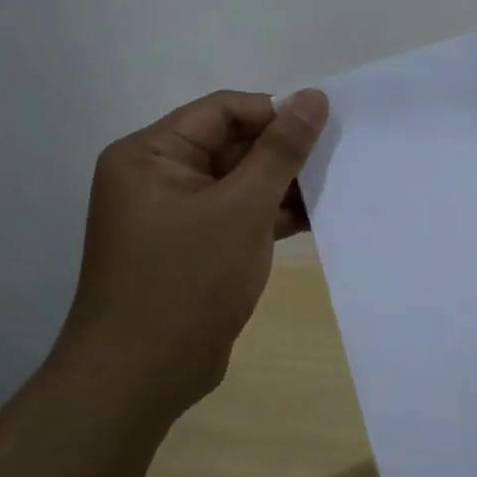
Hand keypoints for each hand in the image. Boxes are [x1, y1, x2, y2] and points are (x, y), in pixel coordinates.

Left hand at [56, 88, 328, 415]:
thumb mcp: (242, 208)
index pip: (222, 111)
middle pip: (231, 144)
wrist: (140, 379)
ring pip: (238, 182)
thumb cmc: (187, 281)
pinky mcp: (192, 247)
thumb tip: (314, 97)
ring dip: (282, 186)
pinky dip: (270, 215)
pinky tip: (315, 218)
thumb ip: (282, 151)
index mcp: (150, 154)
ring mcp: (174, 215)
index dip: (274, 113)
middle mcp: (157, 177)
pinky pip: (236, 214)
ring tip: (333, 187)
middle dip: (282, 154)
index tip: (324, 128)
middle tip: (336, 159)